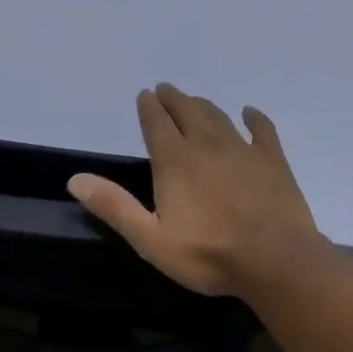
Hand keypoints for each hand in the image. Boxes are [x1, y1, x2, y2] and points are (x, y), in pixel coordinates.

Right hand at [67, 83, 324, 297]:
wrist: (277, 261)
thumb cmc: (209, 254)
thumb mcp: (151, 239)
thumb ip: (115, 207)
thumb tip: (75, 179)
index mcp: (175, 159)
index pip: (157, 122)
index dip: (148, 106)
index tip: (145, 95)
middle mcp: (206, 144)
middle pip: (186, 110)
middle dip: (173, 98)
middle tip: (165, 90)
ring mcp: (242, 149)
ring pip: (218, 116)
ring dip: (203, 105)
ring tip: (195, 100)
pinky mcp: (272, 160)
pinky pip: (262, 130)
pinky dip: (254, 118)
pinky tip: (250, 113)